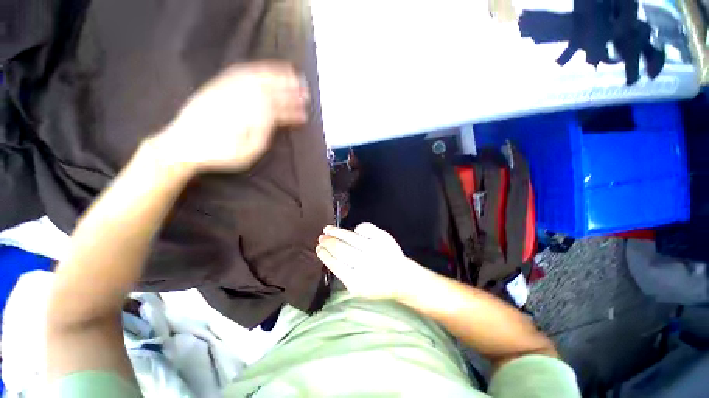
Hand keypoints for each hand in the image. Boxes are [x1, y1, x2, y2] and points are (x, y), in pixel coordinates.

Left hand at [153, 61, 308, 171]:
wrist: (183, 145)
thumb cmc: (220, 153)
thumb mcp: (249, 151)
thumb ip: (264, 132)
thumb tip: (275, 117)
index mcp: (250, 115)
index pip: (277, 109)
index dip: (293, 111)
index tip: (304, 113)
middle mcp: (239, 96)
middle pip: (270, 89)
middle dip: (289, 89)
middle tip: (304, 90)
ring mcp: (227, 88)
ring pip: (257, 76)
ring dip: (276, 74)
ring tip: (290, 73)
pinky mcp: (217, 85)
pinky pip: (239, 72)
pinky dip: (256, 68)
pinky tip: (264, 71)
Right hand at [316, 223, 431, 299]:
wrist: (401, 278)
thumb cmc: (377, 285)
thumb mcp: (357, 288)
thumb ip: (342, 273)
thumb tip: (327, 253)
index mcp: (357, 281)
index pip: (335, 264)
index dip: (324, 254)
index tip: (318, 248)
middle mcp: (366, 264)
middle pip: (340, 249)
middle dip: (328, 242)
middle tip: (321, 238)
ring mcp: (375, 248)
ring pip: (350, 236)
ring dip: (336, 232)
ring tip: (327, 229)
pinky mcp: (383, 238)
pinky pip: (364, 228)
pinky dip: (357, 229)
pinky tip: (354, 232)